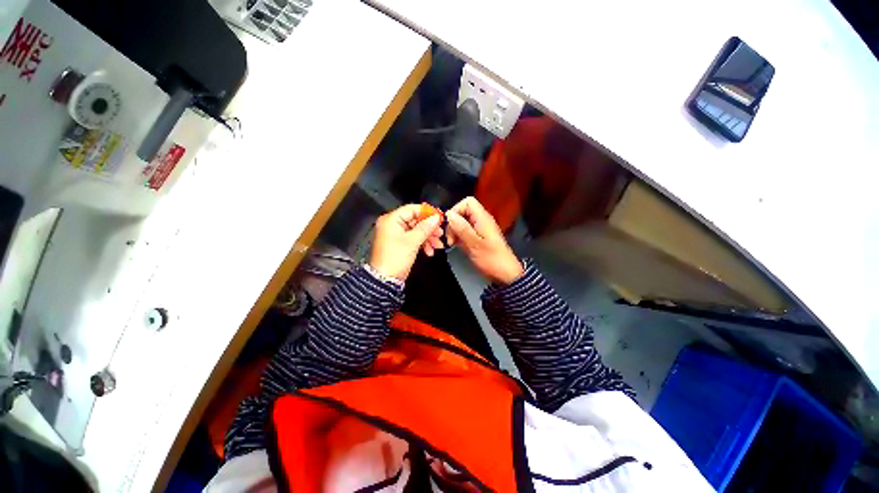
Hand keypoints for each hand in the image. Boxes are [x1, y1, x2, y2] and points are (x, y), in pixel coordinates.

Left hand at [369, 204, 443, 280]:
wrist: (385, 280)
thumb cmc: (395, 258)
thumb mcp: (413, 241)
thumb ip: (425, 227)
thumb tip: (436, 217)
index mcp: (391, 219)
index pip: (412, 209)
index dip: (427, 213)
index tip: (439, 217)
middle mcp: (392, 225)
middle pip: (415, 220)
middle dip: (429, 228)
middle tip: (440, 233)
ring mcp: (395, 235)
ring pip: (416, 231)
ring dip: (428, 237)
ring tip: (438, 245)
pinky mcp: (399, 244)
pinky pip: (413, 239)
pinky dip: (422, 243)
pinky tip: (430, 251)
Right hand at [445, 197, 523, 284]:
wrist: (504, 274)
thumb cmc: (492, 258)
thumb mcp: (474, 244)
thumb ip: (462, 228)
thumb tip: (449, 214)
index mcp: (482, 218)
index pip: (467, 202)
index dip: (456, 210)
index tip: (450, 225)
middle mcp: (480, 221)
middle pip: (462, 212)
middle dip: (453, 223)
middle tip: (450, 238)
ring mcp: (478, 229)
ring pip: (461, 222)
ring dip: (454, 231)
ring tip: (452, 243)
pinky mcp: (476, 238)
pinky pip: (464, 232)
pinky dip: (458, 237)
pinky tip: (456, 246)